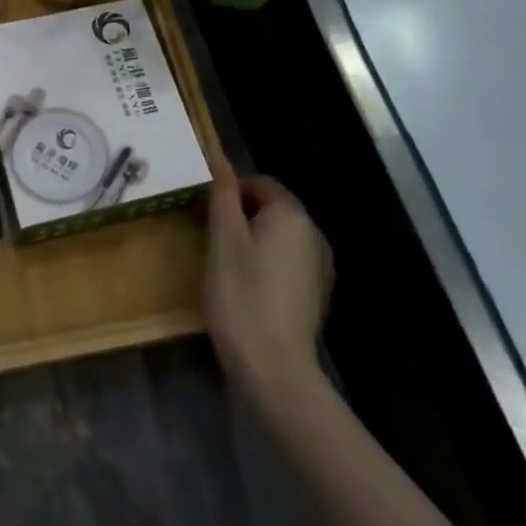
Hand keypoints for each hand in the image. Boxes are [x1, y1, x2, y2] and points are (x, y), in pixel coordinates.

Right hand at [203, 159, 333, 421]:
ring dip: (253, 241)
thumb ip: (223, 194)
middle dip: (240, 217)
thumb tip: (219, 156)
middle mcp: (314, 233)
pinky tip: (248, 290)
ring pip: (279, 237)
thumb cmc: (241, 295)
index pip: (259, 183)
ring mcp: (320, 266)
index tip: (204, 216)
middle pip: (271, 209)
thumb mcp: (223, 239)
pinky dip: (267, 265)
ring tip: (226, 266)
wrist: (274, 369)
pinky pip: (288, 262)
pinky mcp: (317, 293)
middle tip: (211, 240)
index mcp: (292, 214)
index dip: (229, 193)